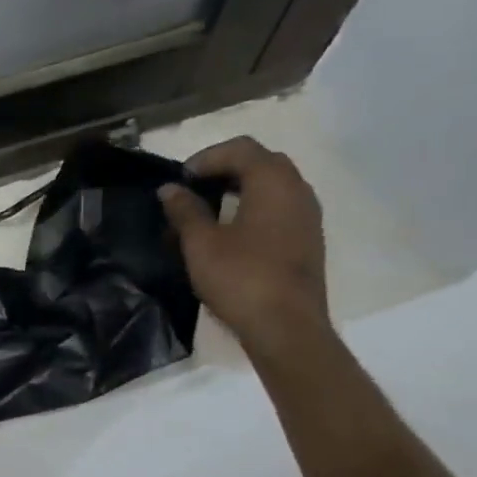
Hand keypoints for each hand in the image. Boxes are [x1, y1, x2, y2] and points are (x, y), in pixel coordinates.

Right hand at [158, 136, 331, 356]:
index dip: (205, 158)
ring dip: (238, 189)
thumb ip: (185, 210)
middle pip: (260, 162)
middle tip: (192, 190)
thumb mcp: (200, 243)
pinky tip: (228, 233)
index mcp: (273, 183)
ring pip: (271, 186)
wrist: (286, 327)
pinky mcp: (306, 239)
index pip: (240, 149)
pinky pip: (278, 208)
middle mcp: (297, 190)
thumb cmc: (240, 277)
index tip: (179, 181)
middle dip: (223, 169)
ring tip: (205, 212)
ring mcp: (307, 216)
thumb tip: (170, 189)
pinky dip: (252, 208)